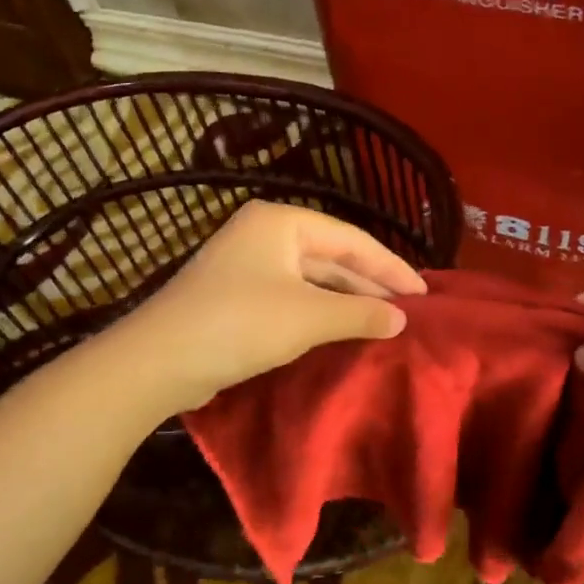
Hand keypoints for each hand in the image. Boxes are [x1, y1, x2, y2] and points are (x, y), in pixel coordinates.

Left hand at [110, 201, 425, 411]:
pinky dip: (321, 311)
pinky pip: (294, 296)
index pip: (352, 239)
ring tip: (385, 321)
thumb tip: (401, 318)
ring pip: (313, 278)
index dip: (391, 266)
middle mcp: (265, 233)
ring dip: (347, 300)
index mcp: (282, 222)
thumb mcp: (309, 317)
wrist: (159, 361)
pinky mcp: (238, 295)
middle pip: (332, 256)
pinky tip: (343, 329)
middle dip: (370, 283)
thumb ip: (360, 313)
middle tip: (409, 310)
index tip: (424, 293)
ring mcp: (248, 264)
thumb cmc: (240, 324)